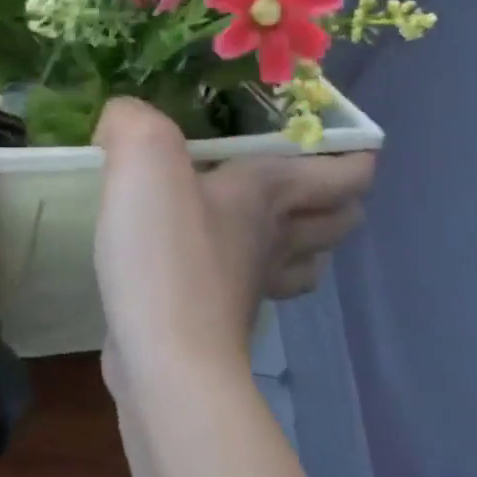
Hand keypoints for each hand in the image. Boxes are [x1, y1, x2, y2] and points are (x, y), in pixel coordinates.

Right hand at [93, 99, 374, 386]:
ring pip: (306, 260)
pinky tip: (218, 261)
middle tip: (301, 172)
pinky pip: (259, 289)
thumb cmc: (166, 252)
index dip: (355, 153)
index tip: (339, 136)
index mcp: (271, 192)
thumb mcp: (143, 159)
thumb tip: (121, 119)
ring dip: (305, 240)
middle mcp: (276, 237)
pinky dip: (255, 273)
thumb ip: (132, 122)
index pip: (345, 173)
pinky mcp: (223, 320)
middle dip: (336, 197)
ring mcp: (255, 286)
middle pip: (339, 220)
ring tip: (274, 219)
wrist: (162, 357)